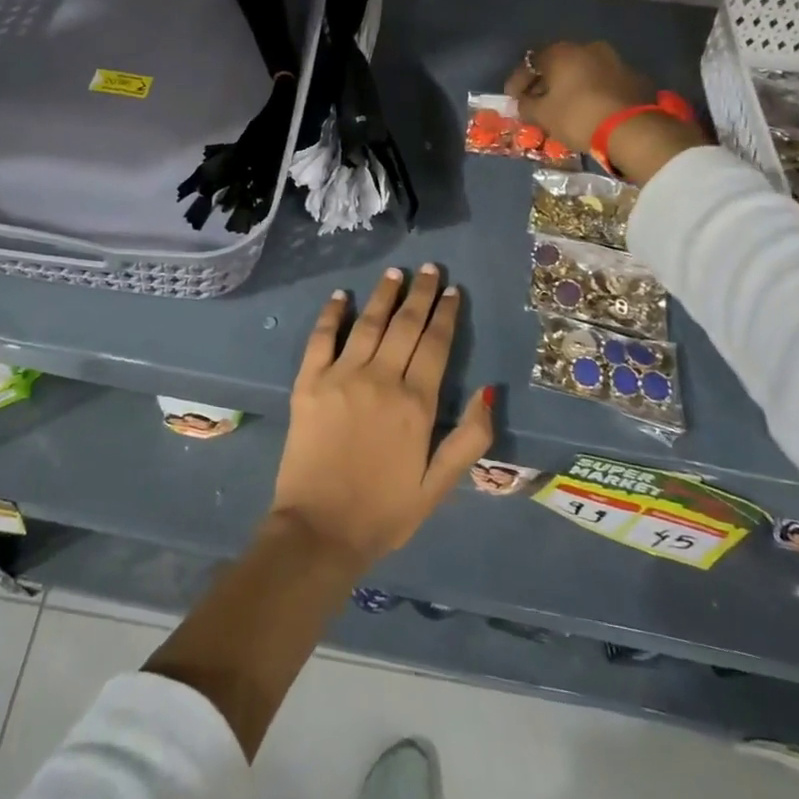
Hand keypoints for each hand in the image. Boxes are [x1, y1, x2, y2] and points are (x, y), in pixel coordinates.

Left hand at [270, 266, 494, 571]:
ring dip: (384, 295)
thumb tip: (489, 391)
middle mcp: (380, 379)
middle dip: (421, 294)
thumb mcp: (438, 485)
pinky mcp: (308, 382)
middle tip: (430, 268)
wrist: (319, 530)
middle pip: (405, 325)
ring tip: (396, 273)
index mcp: (415, 403)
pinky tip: (341, 296)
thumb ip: (469, 438)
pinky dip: (331, 314)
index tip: (452, 291)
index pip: (435, 345)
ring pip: (368, 323)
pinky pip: (320, 338)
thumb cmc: (384, 512)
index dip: (445, 314)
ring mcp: (340, 377)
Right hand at [506, 41, 704, 183]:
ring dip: (569, 86)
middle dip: (544, 82)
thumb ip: (526, 105)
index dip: (517, 82)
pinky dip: (590, 92)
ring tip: (562, 107)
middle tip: (536, 102)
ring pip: (582, 71)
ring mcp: (615, 60)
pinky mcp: (633, 77)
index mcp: (562, 52)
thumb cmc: (577, 116)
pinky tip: (586, 109)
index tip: (512, 99)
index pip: (530, 62)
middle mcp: (588, 48)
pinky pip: (601, 81)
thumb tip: (522, 102)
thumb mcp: (542, 115)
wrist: (632, 129)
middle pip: (558, 64)